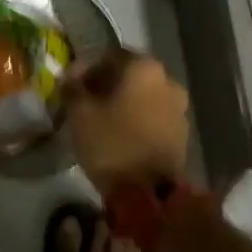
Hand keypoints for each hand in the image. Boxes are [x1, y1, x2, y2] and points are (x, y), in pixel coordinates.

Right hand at [61, 49, 191, 195]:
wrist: (150, 195)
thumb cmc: (112, 143)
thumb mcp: (79, 113)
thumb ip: (72, 87)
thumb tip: (69, 77)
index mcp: (143, 67)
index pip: (109, 55)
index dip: (86, 68)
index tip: (70, 85)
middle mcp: (167, 80)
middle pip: (128, 74)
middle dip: (105, 85)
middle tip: (84, 102)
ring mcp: (179, 108)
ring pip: (142, 95)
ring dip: (122, 102)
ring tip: (100, 120)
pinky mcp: (182, 133)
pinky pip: (153, 115)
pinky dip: (136, 119)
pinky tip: (119, 134)